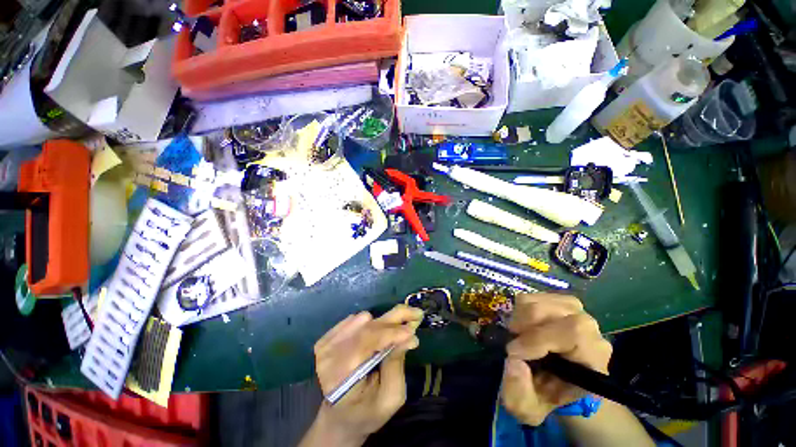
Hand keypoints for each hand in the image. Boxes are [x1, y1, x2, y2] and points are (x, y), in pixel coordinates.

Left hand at [310, 304, 422, 444]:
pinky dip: (373, 322)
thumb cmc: (367, 411)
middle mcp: (329, 355)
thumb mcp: (389, 398)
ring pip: (363, 319)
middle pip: (365, 327)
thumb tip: (409, 336)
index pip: (366, 342)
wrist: (340, 415)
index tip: (413, 329)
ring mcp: (326, 344)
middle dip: (394, 319)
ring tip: (397, 331)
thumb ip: (396, 366)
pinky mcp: (329, 336)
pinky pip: (356, 319)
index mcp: (340, 376)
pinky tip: (380, 333)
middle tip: (416, 314)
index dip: (391, 333)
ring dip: (384, 322)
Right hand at [500, 293, 612, 425]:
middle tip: (513, 339)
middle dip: (526, 324)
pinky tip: (524, 323)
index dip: (537, 339)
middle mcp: (592, 331)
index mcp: (593, 359)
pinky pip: (540, 295)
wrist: (560, 381)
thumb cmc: (548, 394)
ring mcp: (579, 313)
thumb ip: (519, 395)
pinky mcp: (564, 303)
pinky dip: (524, 306)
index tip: (513, 352)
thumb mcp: (529, 409)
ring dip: (523, 314)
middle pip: (558, 311)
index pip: (572, 333)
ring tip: (518, 331)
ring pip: (545, 300)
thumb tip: (514, 362)